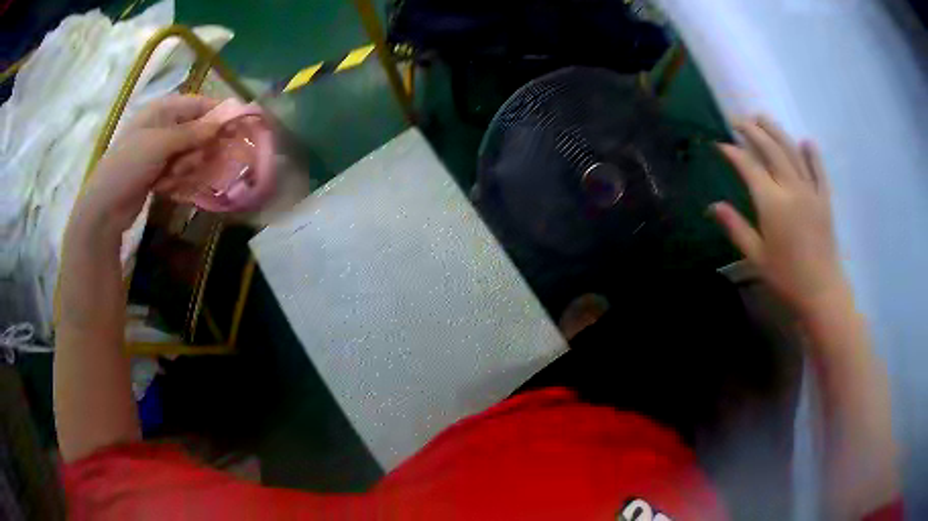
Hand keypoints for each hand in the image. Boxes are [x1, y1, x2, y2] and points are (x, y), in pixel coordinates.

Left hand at [72, 95, 218, 234]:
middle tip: (185, 164)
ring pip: (191, 154)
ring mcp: (161, 150)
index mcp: (163, 110)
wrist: (104, 207)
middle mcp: (164, 126)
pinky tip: (164, 187)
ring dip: (185, 168)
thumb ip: (192, 133)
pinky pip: (181, 170)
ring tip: (169, 178)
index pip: (200, 104)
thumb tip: (223, 124)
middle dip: (196, 149)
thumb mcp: (160, 144)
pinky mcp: (159, 171)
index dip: (219, 114)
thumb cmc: (128, 166)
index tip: (237, 129)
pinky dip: (178, 179)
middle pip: (198, 131)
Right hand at [711, 116, 846, 313]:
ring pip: (792, 152)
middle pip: (770, 149)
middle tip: (738, 120)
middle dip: (752, 131)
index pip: (749, 166)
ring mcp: (811, 191)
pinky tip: (805, 141)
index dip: (733, 152)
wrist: (822, 292)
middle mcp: (791, 188)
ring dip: (776, 131)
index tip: (720, 144)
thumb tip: (713, 205)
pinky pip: (819, 170)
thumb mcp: (756, 256)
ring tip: (762, 118)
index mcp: (772, 203)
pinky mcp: (825, 199)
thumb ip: (736, 227)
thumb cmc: (786, 278)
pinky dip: (812, 154)